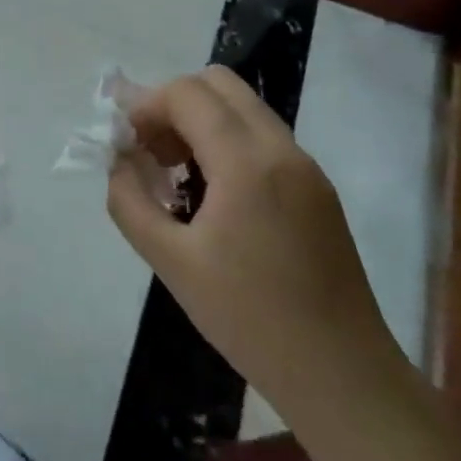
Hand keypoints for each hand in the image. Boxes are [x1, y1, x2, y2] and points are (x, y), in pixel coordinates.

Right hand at [105, 67, 400, 425]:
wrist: (342, 375)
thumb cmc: (249, 319)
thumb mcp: (171, 262)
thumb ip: (130, 201)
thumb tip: (118, 161)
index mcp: (247, 162)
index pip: (187, 93)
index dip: (145, 107)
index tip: (125, 146)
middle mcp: (282, 149)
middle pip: (218, 84)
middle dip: (173, 105)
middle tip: (152, 152)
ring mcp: (307, 167)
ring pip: (243, 108)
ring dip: (200, 122)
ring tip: (176, 176)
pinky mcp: (317, 188)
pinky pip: (262, 138)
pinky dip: (227, 143)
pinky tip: (212, 197)